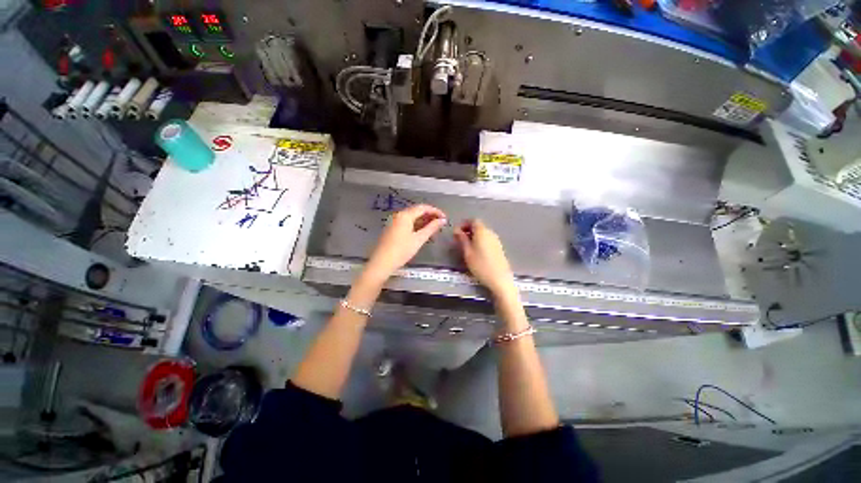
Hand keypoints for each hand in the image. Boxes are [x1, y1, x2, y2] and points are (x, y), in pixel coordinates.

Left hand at [364, 204, 446, 280]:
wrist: (382, 262)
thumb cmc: (402, 250)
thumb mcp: (419, 239)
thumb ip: (432, 228)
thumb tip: (443, 220)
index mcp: (405, 215)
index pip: (423, 208)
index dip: (435, 211)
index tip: (445, 218)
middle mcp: (399, 215)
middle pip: (417, 211)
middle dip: (430, 215)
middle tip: (441, 222)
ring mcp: (394, 221)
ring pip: (412, 217)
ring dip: (423, 220)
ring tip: (434, 227)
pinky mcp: (392, 228)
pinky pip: (407, 222)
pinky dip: (416, 224)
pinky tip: (422, 231)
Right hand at [453, 219, 516, 297]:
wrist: (499, 279)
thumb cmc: (480, 265)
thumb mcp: (467, 252)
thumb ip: (462, 239)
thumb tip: (456, 230)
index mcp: (482, 231)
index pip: (473, 220)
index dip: (464, 224)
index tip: (457, 232)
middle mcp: (490, 233)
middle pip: (479, 226)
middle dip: (468, 230)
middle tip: (460, 239)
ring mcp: (496, 240)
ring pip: (483, 233)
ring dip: (474, 236)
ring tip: (467, 246)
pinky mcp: (499, 248)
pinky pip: (488, 239)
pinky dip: (481, 241)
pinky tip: (477, 252)